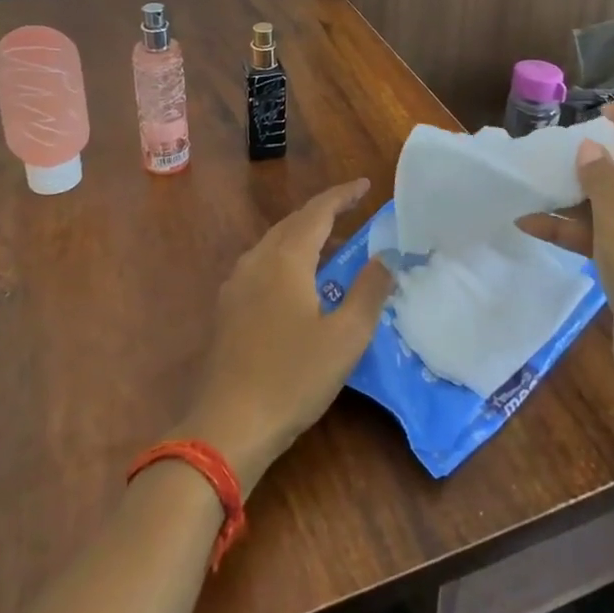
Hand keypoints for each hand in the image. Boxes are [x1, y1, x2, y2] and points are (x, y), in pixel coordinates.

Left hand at [178, 180, 390, 494]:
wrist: (227, 427)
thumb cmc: (293, 377)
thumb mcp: (346, 337)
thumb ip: (369, 291)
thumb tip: (386, 258)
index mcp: (286, 259)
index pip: (318, 212)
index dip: (342, 196)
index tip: (365, 185)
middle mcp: (257, 261)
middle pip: (293, 223)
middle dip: (324, 213)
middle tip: (353, 211)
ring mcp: (236, 285)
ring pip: (275, 243)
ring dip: (304, 236)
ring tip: (332, 245)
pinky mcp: (228, 308)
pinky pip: (262, 264)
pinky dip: (288, 258)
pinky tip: (299, 282)